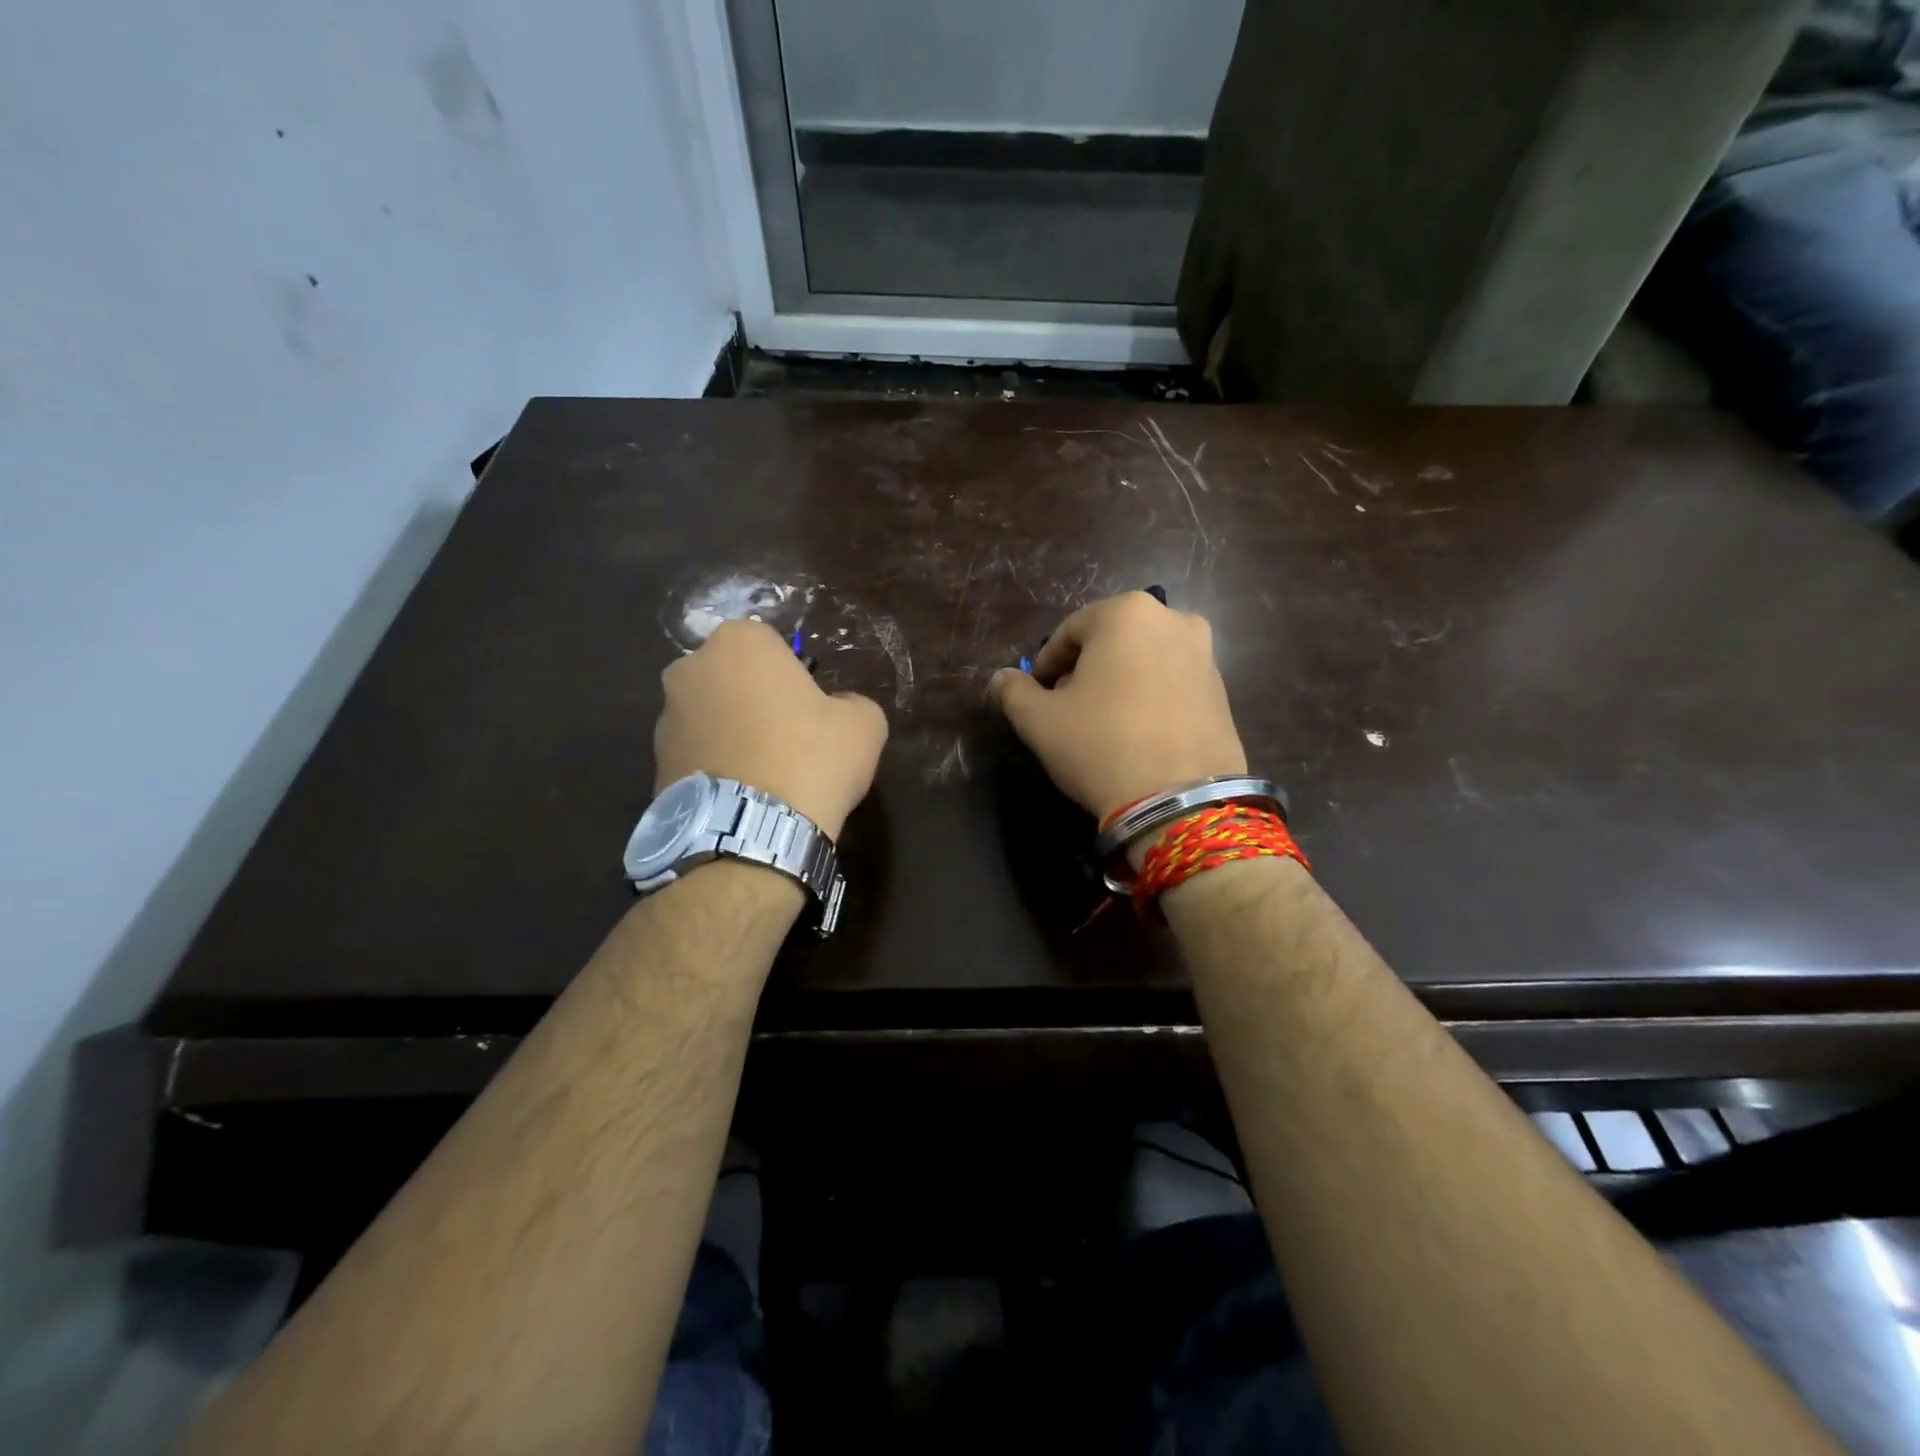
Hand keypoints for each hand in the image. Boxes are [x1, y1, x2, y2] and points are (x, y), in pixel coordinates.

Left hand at [656, 621, 887, 838]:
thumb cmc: (811, 759)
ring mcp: (665, 718)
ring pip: (710, 716)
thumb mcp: (864, 724)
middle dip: (754, 699)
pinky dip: (715, 767)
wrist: (752, 835)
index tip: (810, 709)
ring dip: (731, 734)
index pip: (771, 645)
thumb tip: (838, 709)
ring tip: (763, 775)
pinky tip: (741, 797)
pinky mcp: (654, 764)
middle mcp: (690, 669)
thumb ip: (852, 702)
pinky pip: (695, 755)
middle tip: (787, 738)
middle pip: (733, 677)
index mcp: (739, 642)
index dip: (794, 676)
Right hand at [988, 592, 1245, 820]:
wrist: (1180, 801)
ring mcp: (1206, 656)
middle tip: (1067, 709)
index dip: (1046, 664)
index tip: (1036, 695)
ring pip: (1144, 661)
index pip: (1070, 631)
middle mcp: (1174, 620)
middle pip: (1111, 642)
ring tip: (1102, 725)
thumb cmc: (1100, 744)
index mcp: (1128, 613)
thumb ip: (1013, 692)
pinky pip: (1172, 684)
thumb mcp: (1039, 720)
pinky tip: (1136, 735)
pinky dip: (1150, 699)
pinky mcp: (1224, 692)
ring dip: (1118, 683)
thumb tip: (1000, 679)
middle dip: (1085, 671)